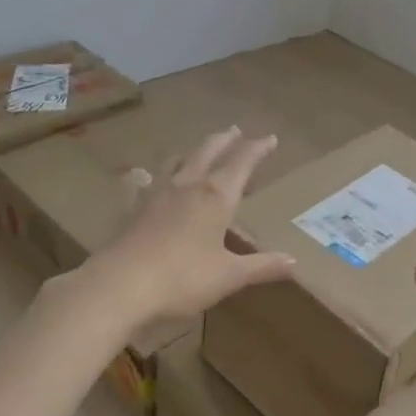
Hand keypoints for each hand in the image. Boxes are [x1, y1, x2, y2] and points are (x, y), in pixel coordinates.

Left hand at [78, 127, 294, 328]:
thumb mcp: (229, 276)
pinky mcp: (133, 209)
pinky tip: (139, 176)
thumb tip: (294, 262)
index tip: (270, 138)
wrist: (121, 285)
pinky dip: (144, 178)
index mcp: (216, 197)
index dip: (258, 149)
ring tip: (197, 148)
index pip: (242, 163)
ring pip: (176, 161)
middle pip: (208, 151)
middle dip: (225, 140)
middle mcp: (187, 186)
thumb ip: (261, 266)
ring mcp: (156, 194)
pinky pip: (140, 185)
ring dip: (191, 151)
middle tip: (236, 130)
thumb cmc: (183, 278)